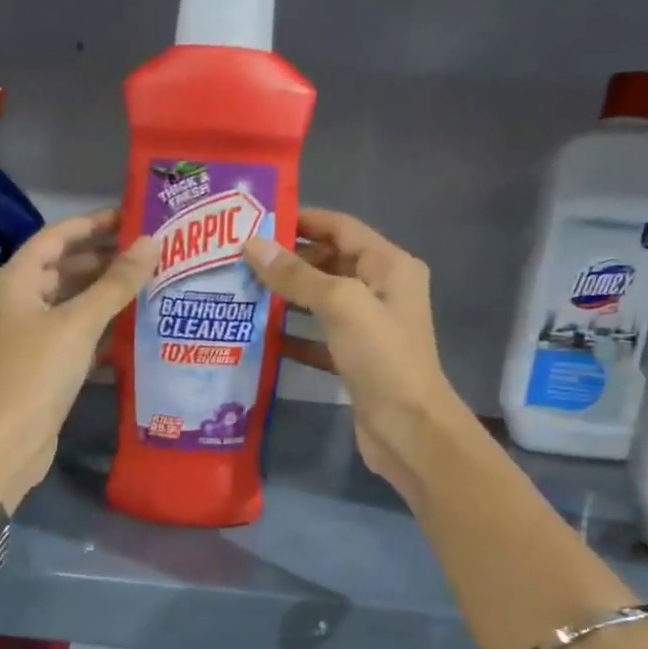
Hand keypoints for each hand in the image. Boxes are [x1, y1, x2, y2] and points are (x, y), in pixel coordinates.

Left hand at [0, 209, 156, 506]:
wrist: (12, 439)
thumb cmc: (39, 370)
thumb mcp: (80, 322)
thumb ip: (116, 283)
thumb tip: (151, 242)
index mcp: (14, 281)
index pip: (55, 238)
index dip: (91, 225)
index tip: (129, 218)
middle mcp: (17, 303)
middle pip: (63, 270)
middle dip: (103, 261)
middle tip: (147, 254)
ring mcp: (28, 336)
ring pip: (70, 305)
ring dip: (104, 297)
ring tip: (148, 287)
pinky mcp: (42, 365)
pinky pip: (74, 337)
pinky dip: (100, 332)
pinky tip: (133, 332)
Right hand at [243, 208, 477, 503]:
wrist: (408, 429)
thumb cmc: (382, 358)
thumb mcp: (341, 305)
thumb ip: (297, 275)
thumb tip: (252, 244)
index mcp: (389, 266)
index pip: (341, 227)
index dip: (302, 220)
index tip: (257, 219)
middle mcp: (381, 290)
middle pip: (329, 262)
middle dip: (288, 259)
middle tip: (238, 258)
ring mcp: (368, 328)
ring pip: (320, 301)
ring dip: (285, 297)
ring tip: (240, 290)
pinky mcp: (353, 360)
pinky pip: (317, 337)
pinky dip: (292, 335)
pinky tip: (259, 336)